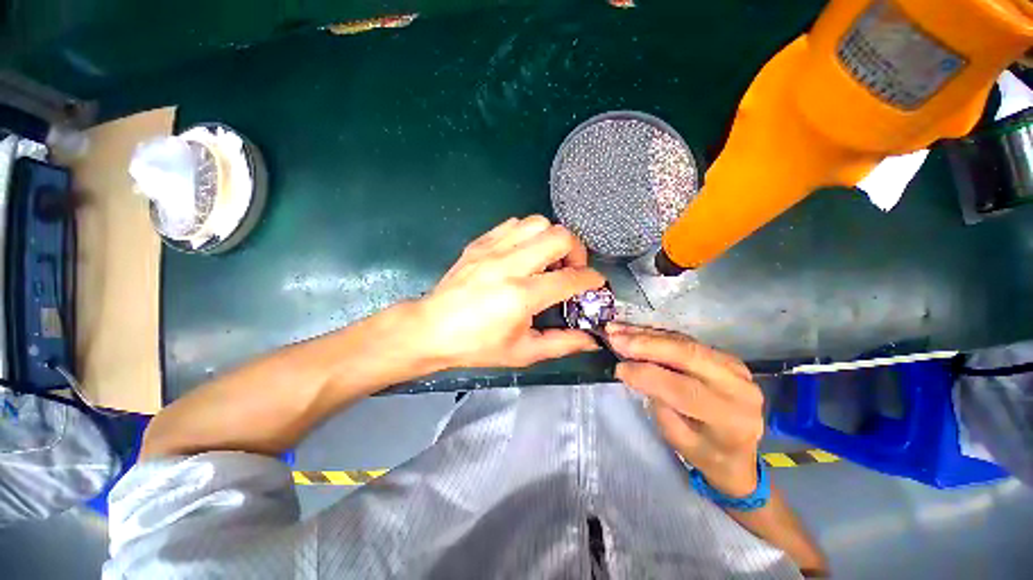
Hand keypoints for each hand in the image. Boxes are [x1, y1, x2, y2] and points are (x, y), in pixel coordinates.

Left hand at [416, 215, 605, 368]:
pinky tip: (523, 253)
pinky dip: (528, 234)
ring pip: (538, 223)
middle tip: (570, 270)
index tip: (595, 284)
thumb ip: (562, 344)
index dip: (592, 280)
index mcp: (521, 296)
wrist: (430, 329)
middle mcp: (509, 265)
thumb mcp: (523, 352)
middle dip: (577, 251)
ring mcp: (492, 249)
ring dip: (551, 239)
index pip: (571, 278)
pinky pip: (513, 224)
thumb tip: (592, 340)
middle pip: (560, 236)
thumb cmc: (477, 346)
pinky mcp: (480, 243)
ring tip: (547, 260)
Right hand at [608, 324, 763, 497]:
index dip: (645, 375)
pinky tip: (633, 329)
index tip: (617, 368)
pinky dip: (655, 333)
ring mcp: (733, 365)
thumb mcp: (679, 440)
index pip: (681, 388)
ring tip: (616, 329)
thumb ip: (661, 406)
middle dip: (645, 345)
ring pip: (683, 341)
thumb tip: (634, 371)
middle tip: (614, 338)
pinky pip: (684, 339)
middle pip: (686, 355)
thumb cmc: (706, 453)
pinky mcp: (723, 354)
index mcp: (728, 416)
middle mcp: (737, 385)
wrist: (740, 450)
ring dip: (645, 334)